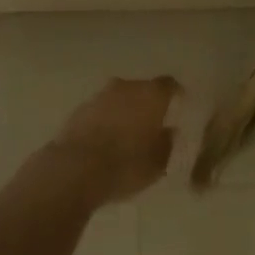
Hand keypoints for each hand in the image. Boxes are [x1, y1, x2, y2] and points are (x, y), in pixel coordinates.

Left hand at [47, 76, 181, 204]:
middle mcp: (126, 87)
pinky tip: (105, 140)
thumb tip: (168, 132)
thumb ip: (167, 143)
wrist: (76, 170)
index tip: (179, 105)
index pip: (169, 85)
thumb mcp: (158, 162)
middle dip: (147, 103)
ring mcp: (99, 97)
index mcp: (151, 95)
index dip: (175, 94)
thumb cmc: (126, 164)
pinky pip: (99, 112)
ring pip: (118, 99)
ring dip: (123, 111)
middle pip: (141, 89)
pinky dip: (104, 121)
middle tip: (151, 123)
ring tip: (126, 134)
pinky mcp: (77, 111)